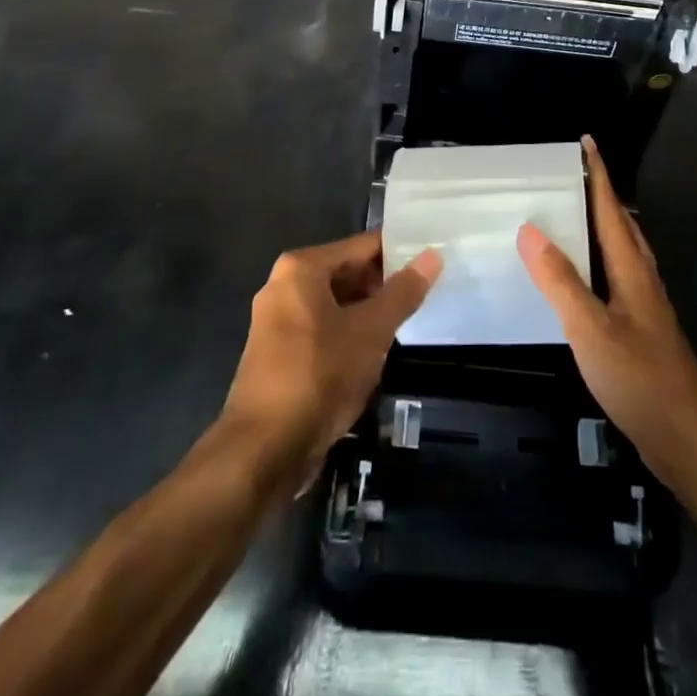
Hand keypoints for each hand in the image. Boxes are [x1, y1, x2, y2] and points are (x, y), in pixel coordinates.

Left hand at [222, 232, 441, 486]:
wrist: (263, 450)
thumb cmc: (320, 375)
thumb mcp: (371, 331)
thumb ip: (403, 292)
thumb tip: (433, 255)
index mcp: (301, 268)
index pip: (361, 246)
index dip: (398, 252)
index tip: (431, 259)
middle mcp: (283, 285)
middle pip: (345, 272)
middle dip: (382, 284)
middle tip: (423, 293)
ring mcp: (276, 321)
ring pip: (334, 304)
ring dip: (366, 313)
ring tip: (404, 322)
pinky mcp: (277, 354)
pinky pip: (321, 329)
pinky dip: (346, 334)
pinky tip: (372, 354)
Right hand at [518, 137, 696, 489]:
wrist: (690, 441)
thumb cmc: (641, 380)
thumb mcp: (592, 330)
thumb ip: (561, 282)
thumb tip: (530, 229)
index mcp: (631, 270)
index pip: (611, 209)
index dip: (599, 175)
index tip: (587, 142)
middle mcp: (641, 280)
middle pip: (621, 225)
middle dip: (600, 195)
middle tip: (571, 175)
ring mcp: (644, 307)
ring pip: (621, 253)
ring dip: (600, 227)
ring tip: (572, 216)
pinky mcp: (640, 332)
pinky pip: (614, 279)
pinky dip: (596, 263)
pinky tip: (580, 281)